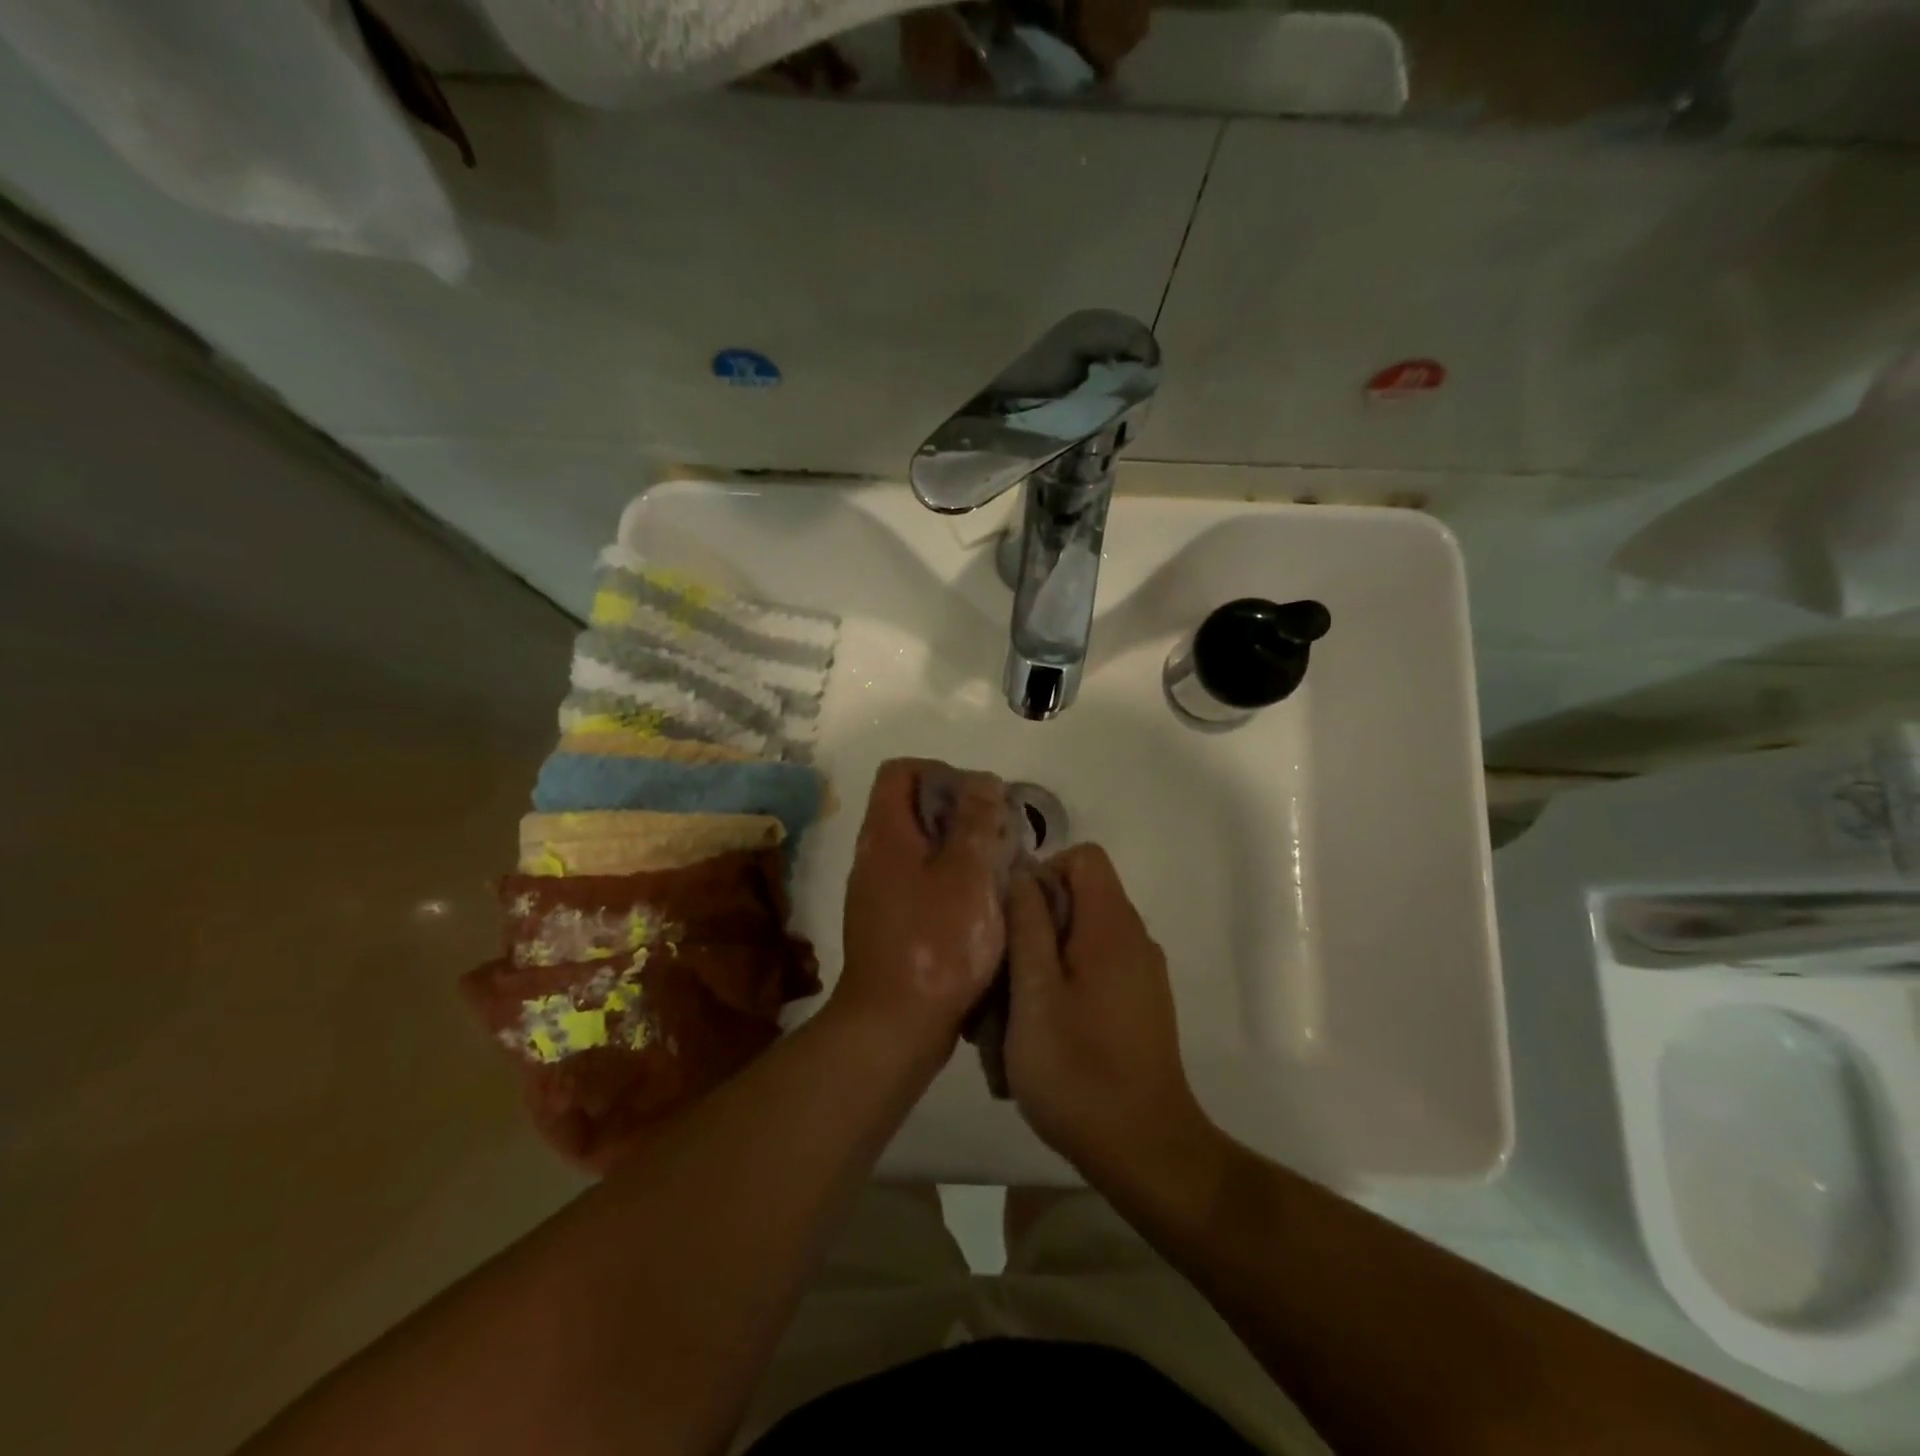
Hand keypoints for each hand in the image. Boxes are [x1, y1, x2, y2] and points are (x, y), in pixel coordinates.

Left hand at [836, 758, 1013, 1053]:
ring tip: (1000, 869)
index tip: (980, 798)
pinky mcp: (892, 923)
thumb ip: (977, 822)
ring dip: (962, 849)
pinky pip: (923, 882)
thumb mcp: (967, 874)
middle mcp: (875, 855)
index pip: (901, 771)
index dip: (941, 772)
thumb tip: (982, 782)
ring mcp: (880, 891)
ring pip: (923, 847)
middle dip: (961, 812)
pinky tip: (984, 905)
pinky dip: (954, 881)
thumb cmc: (935, 944)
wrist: (894, 1026)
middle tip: (1000, 835)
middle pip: (914, 807)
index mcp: (885, 834)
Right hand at [1005, 845, 1212, 1182]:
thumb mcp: (1035, 995)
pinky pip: (1097, 969)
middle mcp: (1135, 939)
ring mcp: (1143, 974)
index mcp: (1112, 927)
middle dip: (1036, 922)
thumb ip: (1028, 926)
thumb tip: (1022, 872)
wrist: (1146, 1151)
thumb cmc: (1079, 1071)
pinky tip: (1045, 1032)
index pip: (1084, 856)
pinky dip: (1066, 984)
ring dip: (1045, 960)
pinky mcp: (1142, 1004)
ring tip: (1015, 1012)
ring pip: (1083, 937)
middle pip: (1081, 896)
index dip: (1044, 873)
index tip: (1014, 919)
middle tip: (1004, 973)